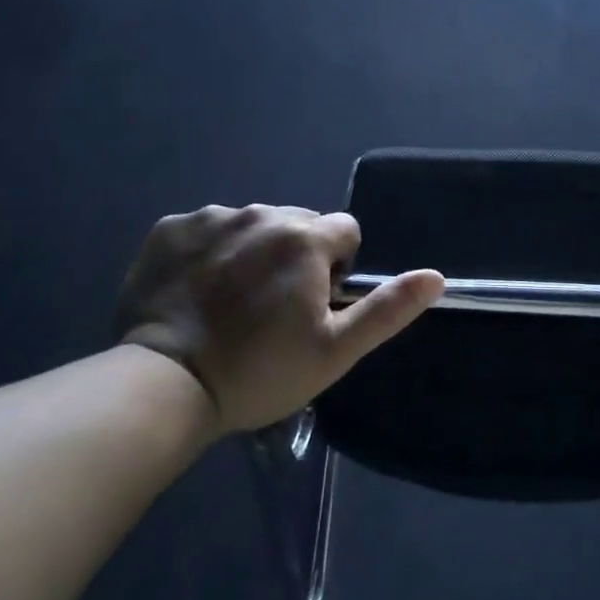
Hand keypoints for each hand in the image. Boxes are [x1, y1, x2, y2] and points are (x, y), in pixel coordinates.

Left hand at [112, 205, 443, 433]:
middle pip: (298, 223)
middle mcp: (262, 214)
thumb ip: (388, 308)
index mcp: (305, 239)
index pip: (345, 231)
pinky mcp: (169, 229)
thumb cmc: (259, 371)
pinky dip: (209, 251)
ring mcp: (211, 218)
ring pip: (252, 224)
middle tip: (273, 309)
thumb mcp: (335, 350)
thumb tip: (436, 276)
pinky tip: (196, 291)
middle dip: (297, 255)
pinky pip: (206, 229)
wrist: (163, 385)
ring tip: (232, 302)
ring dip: (253, 251)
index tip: (313, 306)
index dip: (337, 269)